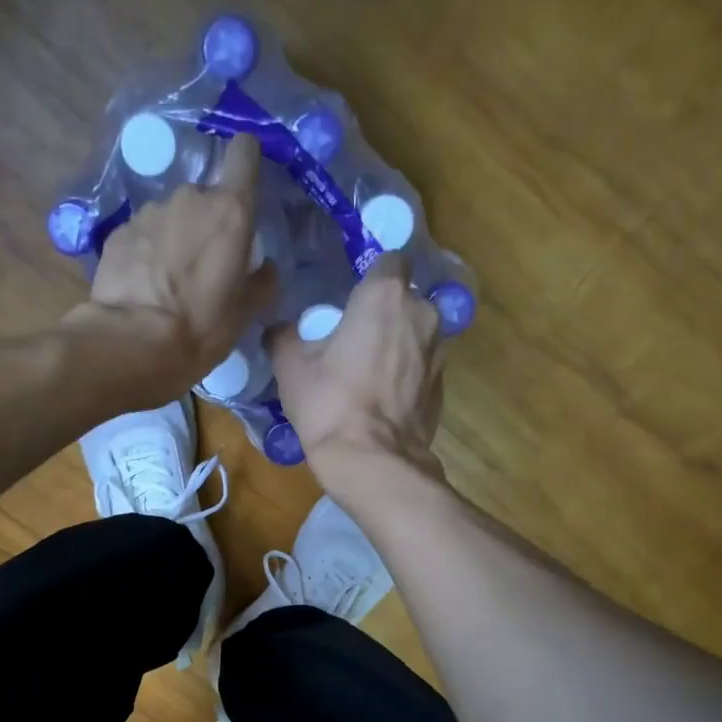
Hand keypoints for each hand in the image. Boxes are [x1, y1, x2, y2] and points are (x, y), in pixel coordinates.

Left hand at [69, 134, 275, 396]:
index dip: (245, 161)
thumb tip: (265, 266)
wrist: (132, 344)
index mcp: (229, 211)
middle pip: (204, 196)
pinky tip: (142, 286)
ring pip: (170, 216)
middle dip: (205, 223)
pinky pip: (141, 234)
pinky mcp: (118, 231)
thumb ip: (262, 281)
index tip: (244, 181)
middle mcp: (189, 198)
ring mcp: (148, 212)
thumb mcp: (245, 314)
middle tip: (202, 266)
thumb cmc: (199, 329)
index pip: (244, 152)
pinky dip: (145, 252)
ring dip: (172, 238)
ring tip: (167, 281)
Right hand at [267, 253, 446, 498]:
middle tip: (353, 338)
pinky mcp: (442, 385)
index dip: (370, 276)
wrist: (372, 461)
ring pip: (416, 333)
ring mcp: (439, 351)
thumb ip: (284, 336)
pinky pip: (421, 367)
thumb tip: (279, 329)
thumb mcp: (290, 367)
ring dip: (397, 344)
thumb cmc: (329, 403)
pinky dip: (405, 374)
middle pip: (404, 299)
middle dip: (383, 313)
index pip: (389, 260)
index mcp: (385, 296)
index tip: (351, 297)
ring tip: (367, 372)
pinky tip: (381, 398)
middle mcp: (422, 313)